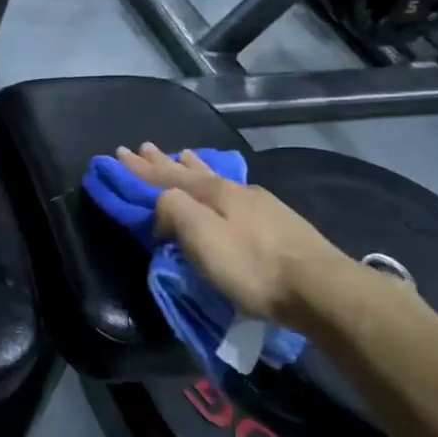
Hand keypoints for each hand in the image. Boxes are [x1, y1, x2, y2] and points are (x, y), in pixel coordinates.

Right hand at [113, 143, 367, 328]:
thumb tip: (161, 208)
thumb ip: (174, 212)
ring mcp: (259, 203)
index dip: (139, 169)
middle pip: (190, 172)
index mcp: (213, 193)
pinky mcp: (277, 221)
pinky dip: (216, 182)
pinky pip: (232, 191)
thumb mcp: (202, 239)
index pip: (166, 177)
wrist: (320, 288)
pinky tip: (225, 184)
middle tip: (143, 148)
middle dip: (163, 162)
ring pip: (215, 177)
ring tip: (182, 155)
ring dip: (192, 167)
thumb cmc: (253, 267)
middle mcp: (234, 189)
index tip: (117, 154)